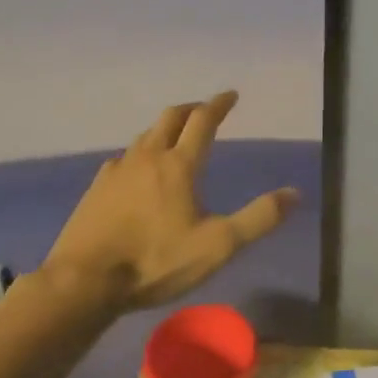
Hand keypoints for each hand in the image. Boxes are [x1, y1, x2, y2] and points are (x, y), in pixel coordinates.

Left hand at [43, 91, 298, 310]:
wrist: (83, 282)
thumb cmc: (155, 262)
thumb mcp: (218, 246)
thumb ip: (258, 219)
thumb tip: (294, 193)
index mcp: (179, 165)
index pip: (203, 121)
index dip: (219, 105)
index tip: (231, 95)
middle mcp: (147, 158)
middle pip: (170, 118)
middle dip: (191, 109)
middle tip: (205, 110)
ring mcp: (117, 172)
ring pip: (144, 137)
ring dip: (163, 129)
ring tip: (174, 137)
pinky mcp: (95, 190)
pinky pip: (122, 160)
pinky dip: (138, 155)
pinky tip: (136, 171)